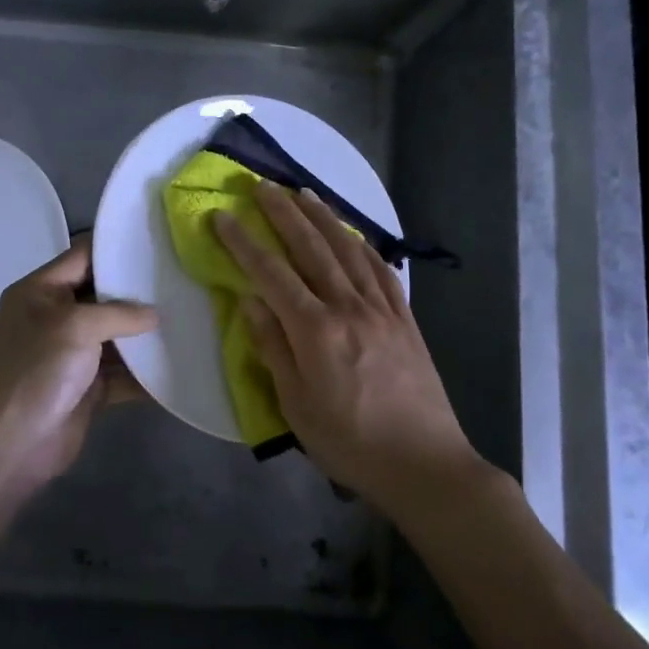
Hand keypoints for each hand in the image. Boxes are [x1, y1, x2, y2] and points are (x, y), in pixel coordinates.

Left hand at [0, 236, 156, 485]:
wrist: (13, 444)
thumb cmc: (37, 371)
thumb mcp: (75, 326)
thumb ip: (119, 313)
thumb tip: (155, 314)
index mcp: (40, 292)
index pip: (82, 255)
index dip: (116, 248)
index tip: (156, 242)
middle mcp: (55, 318)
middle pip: (103, 295)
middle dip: (138, 292)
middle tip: (181, 280)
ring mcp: (71, 354)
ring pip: (115, 336)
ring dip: (145, 335)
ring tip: (189, 318)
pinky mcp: (87, 387)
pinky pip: (122, 373)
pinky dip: (144, 373)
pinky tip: (178, 364)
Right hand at [215, 183, 481, 510]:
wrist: (425, 464)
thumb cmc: (350, 442)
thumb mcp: (296, 406)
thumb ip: (272, 348)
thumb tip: (249, 301)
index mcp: (316, 331)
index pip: (271, 273)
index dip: (243, 242)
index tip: (223, 215)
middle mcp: (349, 308)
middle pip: (311, 248)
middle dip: (284, 213)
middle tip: (262, 185)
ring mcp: (382, 310)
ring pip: (348, 250)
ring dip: (324, 218)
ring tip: (304, 193)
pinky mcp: (405, 319)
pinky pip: (381, 270)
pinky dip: (363, 245)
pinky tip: (353, 235)